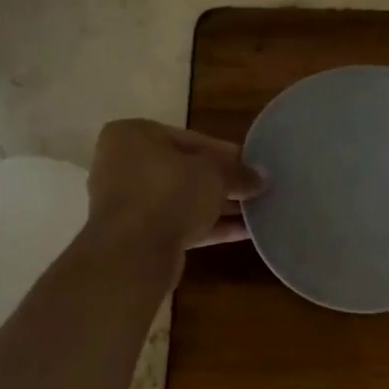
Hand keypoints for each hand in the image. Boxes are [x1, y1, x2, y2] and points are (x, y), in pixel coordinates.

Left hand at [86, 120, 264, 267]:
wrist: (133, 252)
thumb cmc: (169, 193)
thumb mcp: (213, 174)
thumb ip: (239, 173)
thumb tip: (263, 177)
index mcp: (133, 136)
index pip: (190, 139)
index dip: (226, 153)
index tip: (253, 165)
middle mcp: (125, 165)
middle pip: (185, 170)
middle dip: (222, 181)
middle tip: (255, 189)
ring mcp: (129, 203)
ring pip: (183, 200)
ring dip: (219, 206)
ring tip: (256, 211)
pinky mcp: (138, 236)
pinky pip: (179, 224)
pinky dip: (209, 227)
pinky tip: (244, 232)